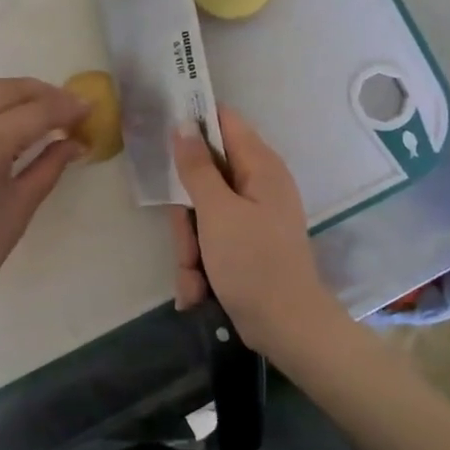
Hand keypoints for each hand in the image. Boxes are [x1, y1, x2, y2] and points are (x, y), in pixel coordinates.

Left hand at [0, 77, 86, 310]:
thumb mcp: (20, 206)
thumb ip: (49, 166)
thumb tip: (75, 143)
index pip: (35, 111)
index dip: (66, 107)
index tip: (89, 108)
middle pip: (6, 89)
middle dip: (41, 92)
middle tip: (67, 108)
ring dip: (12, 91)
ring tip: (38, 109)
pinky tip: (3, 122)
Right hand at [170, 106, 340, 359]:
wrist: (286, 328)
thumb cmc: (253, 263)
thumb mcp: (217, 212)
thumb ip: (197, 167)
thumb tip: (183, 125)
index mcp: (260, 167)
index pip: (224, 122)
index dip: (194, 122)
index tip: (163, 132)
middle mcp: (257, 185)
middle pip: (204, 175)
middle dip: (186, 214)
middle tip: (187, 237)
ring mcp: (251, 217)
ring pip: (201, 214)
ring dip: (190, 246)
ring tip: (196, 275)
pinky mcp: (244, 244)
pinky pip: (210, 240)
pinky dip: (201, 264)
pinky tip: (199, 289)